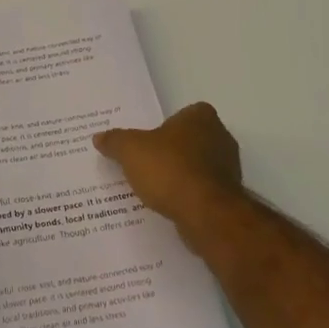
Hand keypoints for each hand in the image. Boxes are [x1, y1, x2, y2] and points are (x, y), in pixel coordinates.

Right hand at [94, 102, 243, 238]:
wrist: (206, 214)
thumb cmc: (170, 169)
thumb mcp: (131, 150)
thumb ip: (115, 141)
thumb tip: (99, 137)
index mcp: (201, 117)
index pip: (183, 114)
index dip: (165, 126)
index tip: (147, 140)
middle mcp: (221, 137)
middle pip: (190, 140)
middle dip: (171, 151)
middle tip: (145, 163)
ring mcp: (229, 168)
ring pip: (197, 166)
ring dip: (180, 175)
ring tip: (154, 188)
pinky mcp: (228, 196)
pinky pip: (202, 190)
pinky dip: (188, 195)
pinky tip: (169, 205)